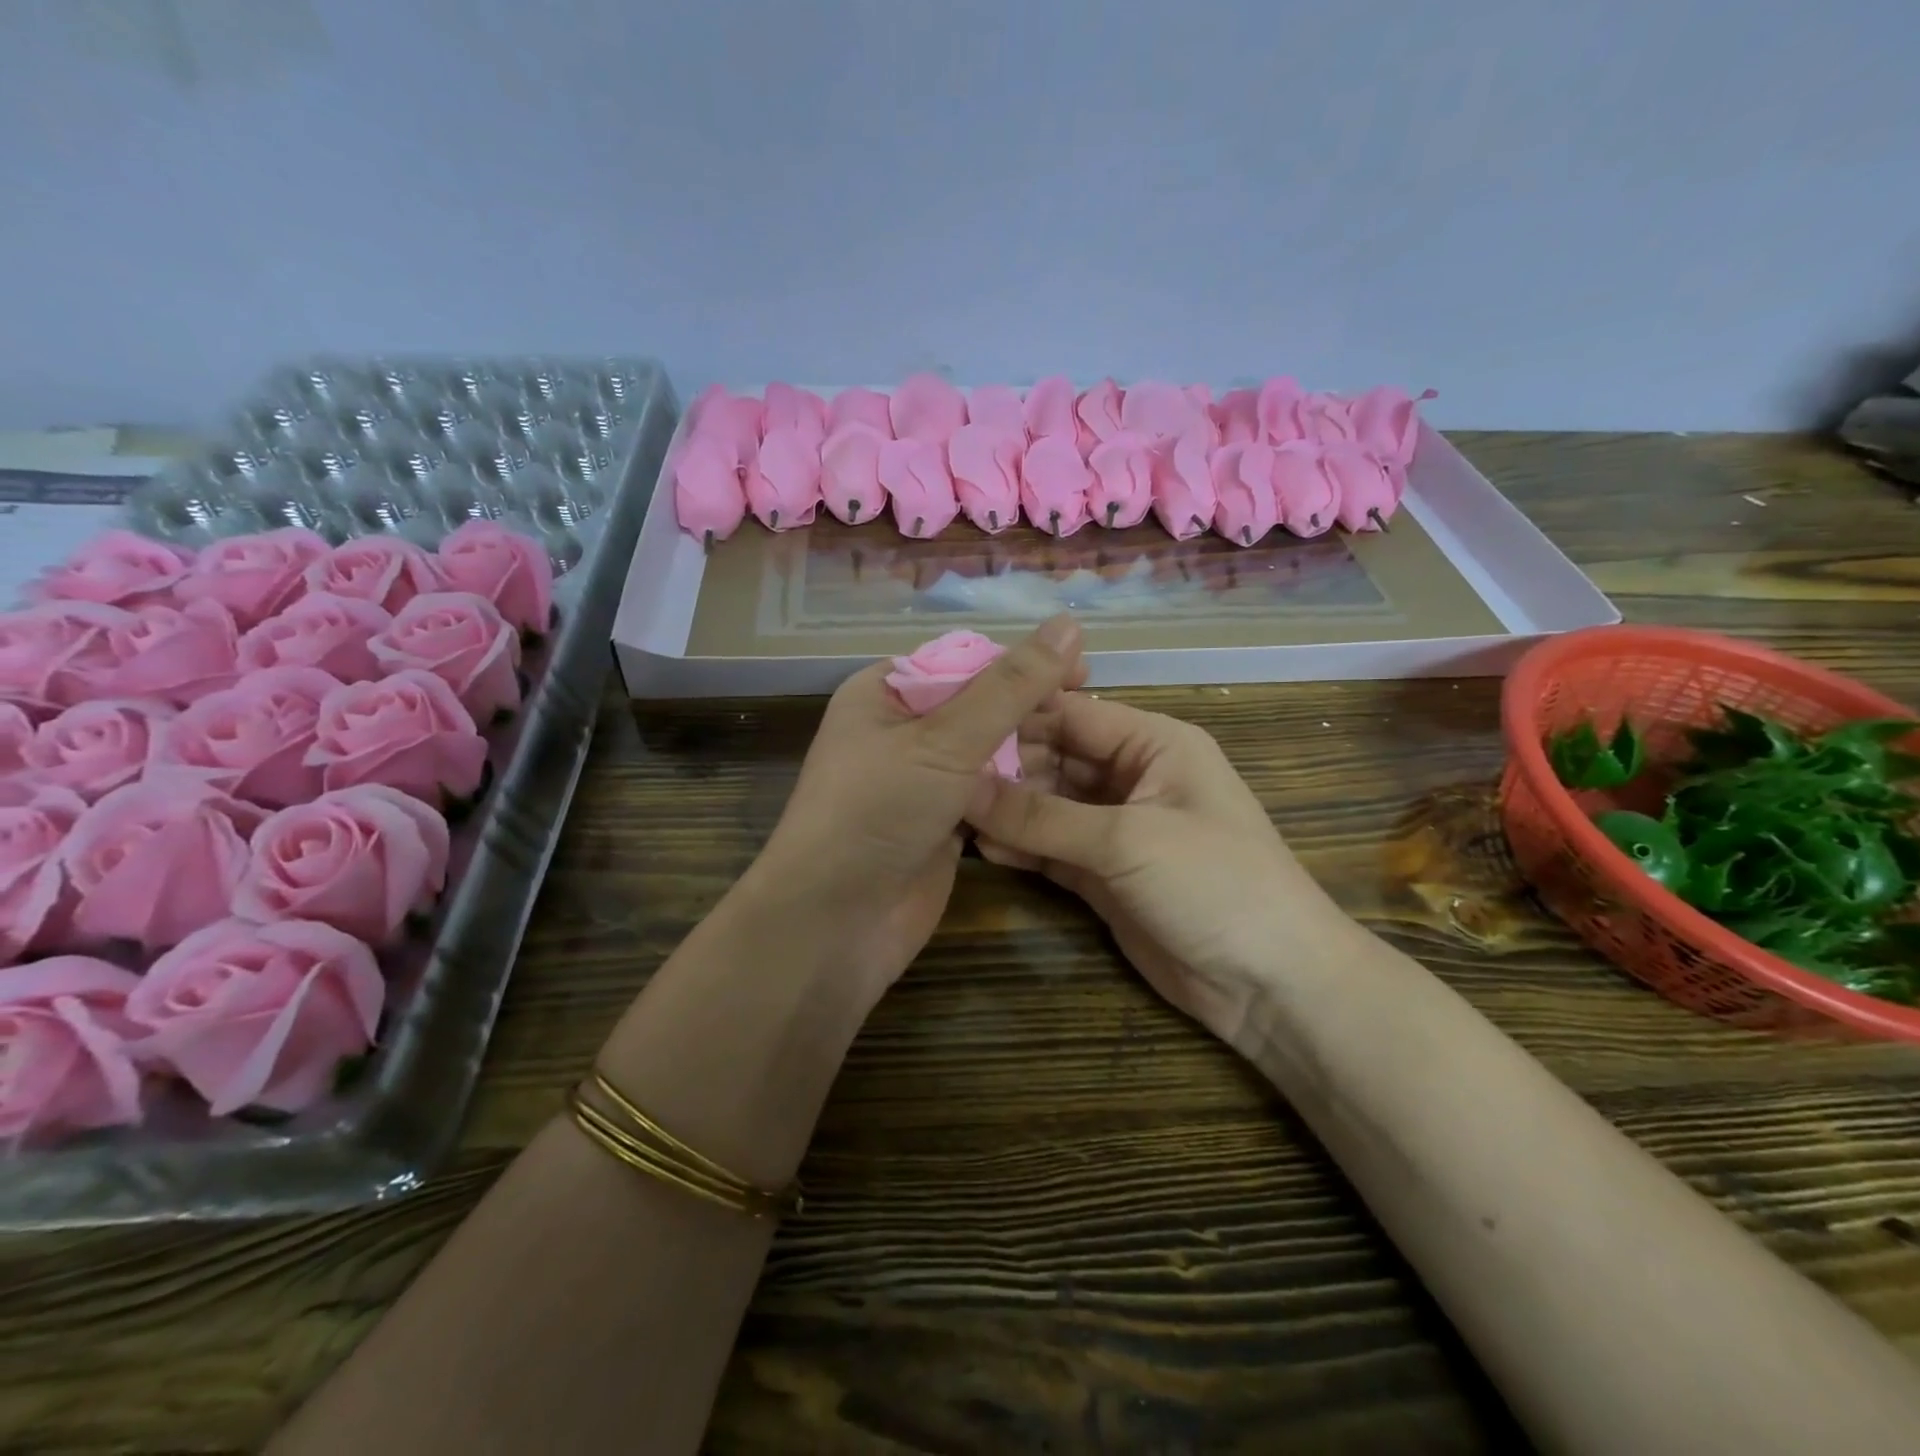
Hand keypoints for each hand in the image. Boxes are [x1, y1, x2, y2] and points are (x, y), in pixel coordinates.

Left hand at [740, 615, 1086, 1009]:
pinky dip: (1019, 790)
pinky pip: (988, 794)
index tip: (1082, 668)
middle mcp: (901, 731)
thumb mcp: (945, 739)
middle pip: (979, 705)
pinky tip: (1064, 787)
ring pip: (987, 752)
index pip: (965, 659)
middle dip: (1030, 707)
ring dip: (1031, 750)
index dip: (1022, 661)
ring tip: (1089, 746)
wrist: (834, 923)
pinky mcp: (940, 824)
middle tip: (1092, 711)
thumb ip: (1010, 686)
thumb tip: (1068, 623)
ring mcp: (920, 781)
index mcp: (885, 693)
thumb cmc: (878, 811)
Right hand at [966, 693, 1354, 1050]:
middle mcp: (1132, 776)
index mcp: (1154, 743)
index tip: (954, 723)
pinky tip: (980, 846)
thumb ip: (1042, 816)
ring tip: (949, 809)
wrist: (1270, 984)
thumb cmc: (1214, 883)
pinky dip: (1022, 846)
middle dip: (1005, 767)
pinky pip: (1052, 848)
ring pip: (1049, 805)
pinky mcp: (1104, 874)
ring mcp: (1117, 828)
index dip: (1015, 716)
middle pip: (1055, 757)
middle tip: (941, 775)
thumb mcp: (1127, 840)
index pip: (1072, 714)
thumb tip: (963, 786)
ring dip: (1007, 809)